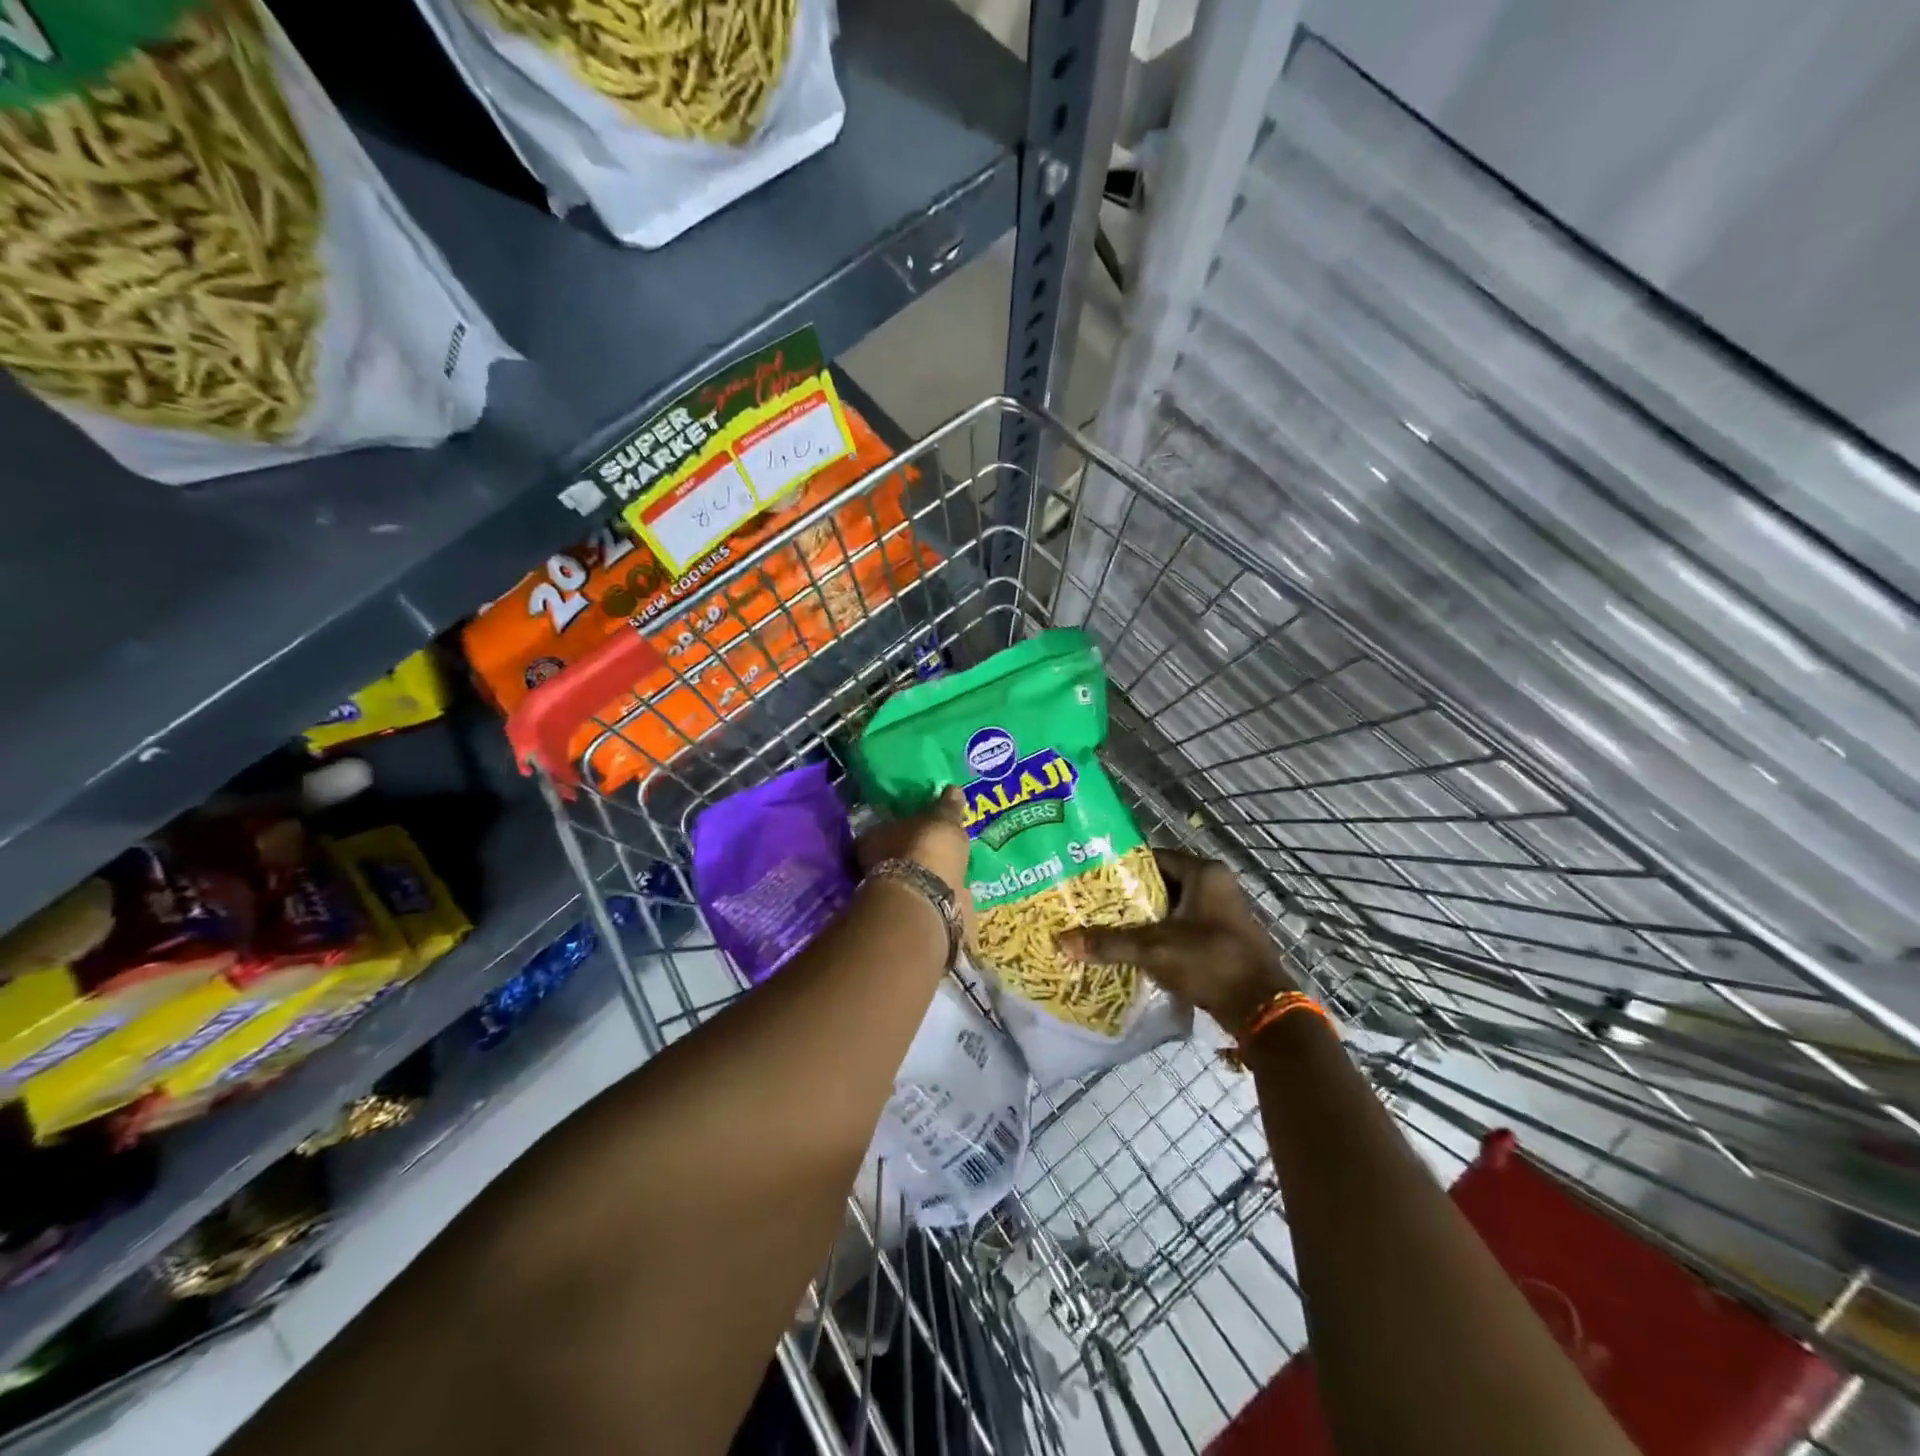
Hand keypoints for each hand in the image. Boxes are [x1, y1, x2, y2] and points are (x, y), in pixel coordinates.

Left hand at [855, 787, 973, 921]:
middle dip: (919, 847)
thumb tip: (953, 789)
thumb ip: (947, 806)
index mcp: (874, 837)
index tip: (924, 818)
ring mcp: (896, 890)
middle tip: (941, 839)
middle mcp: (878, 864)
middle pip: (900, 851)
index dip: (906, 821)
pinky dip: (943, 887)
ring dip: (932, 869)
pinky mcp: (918, 909)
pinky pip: (933, 891)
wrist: (931, 901)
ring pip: (916, 873)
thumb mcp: (942, 819)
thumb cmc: (927, 848)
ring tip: (955, 860)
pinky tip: (959, 881)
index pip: (887, 824)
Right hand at [1056, 850, 1295, 1035]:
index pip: (1152, 857)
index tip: (1091, 878)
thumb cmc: (1210, 962)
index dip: (1121, 867)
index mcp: (1204, 873)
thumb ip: (1109, 943)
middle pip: (1160, 883)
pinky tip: (1131, 948)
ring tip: (1104, 926)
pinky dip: (1159, 935)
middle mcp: (1215, 885)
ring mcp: (1221, 913)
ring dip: (1143, 918)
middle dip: (1128, 896)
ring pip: (1170, 908)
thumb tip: (1062, 941)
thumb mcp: (1154, 949)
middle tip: (1092, 904)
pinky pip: (1181, 928)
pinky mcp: (1221, 938)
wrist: (1262, 1010)